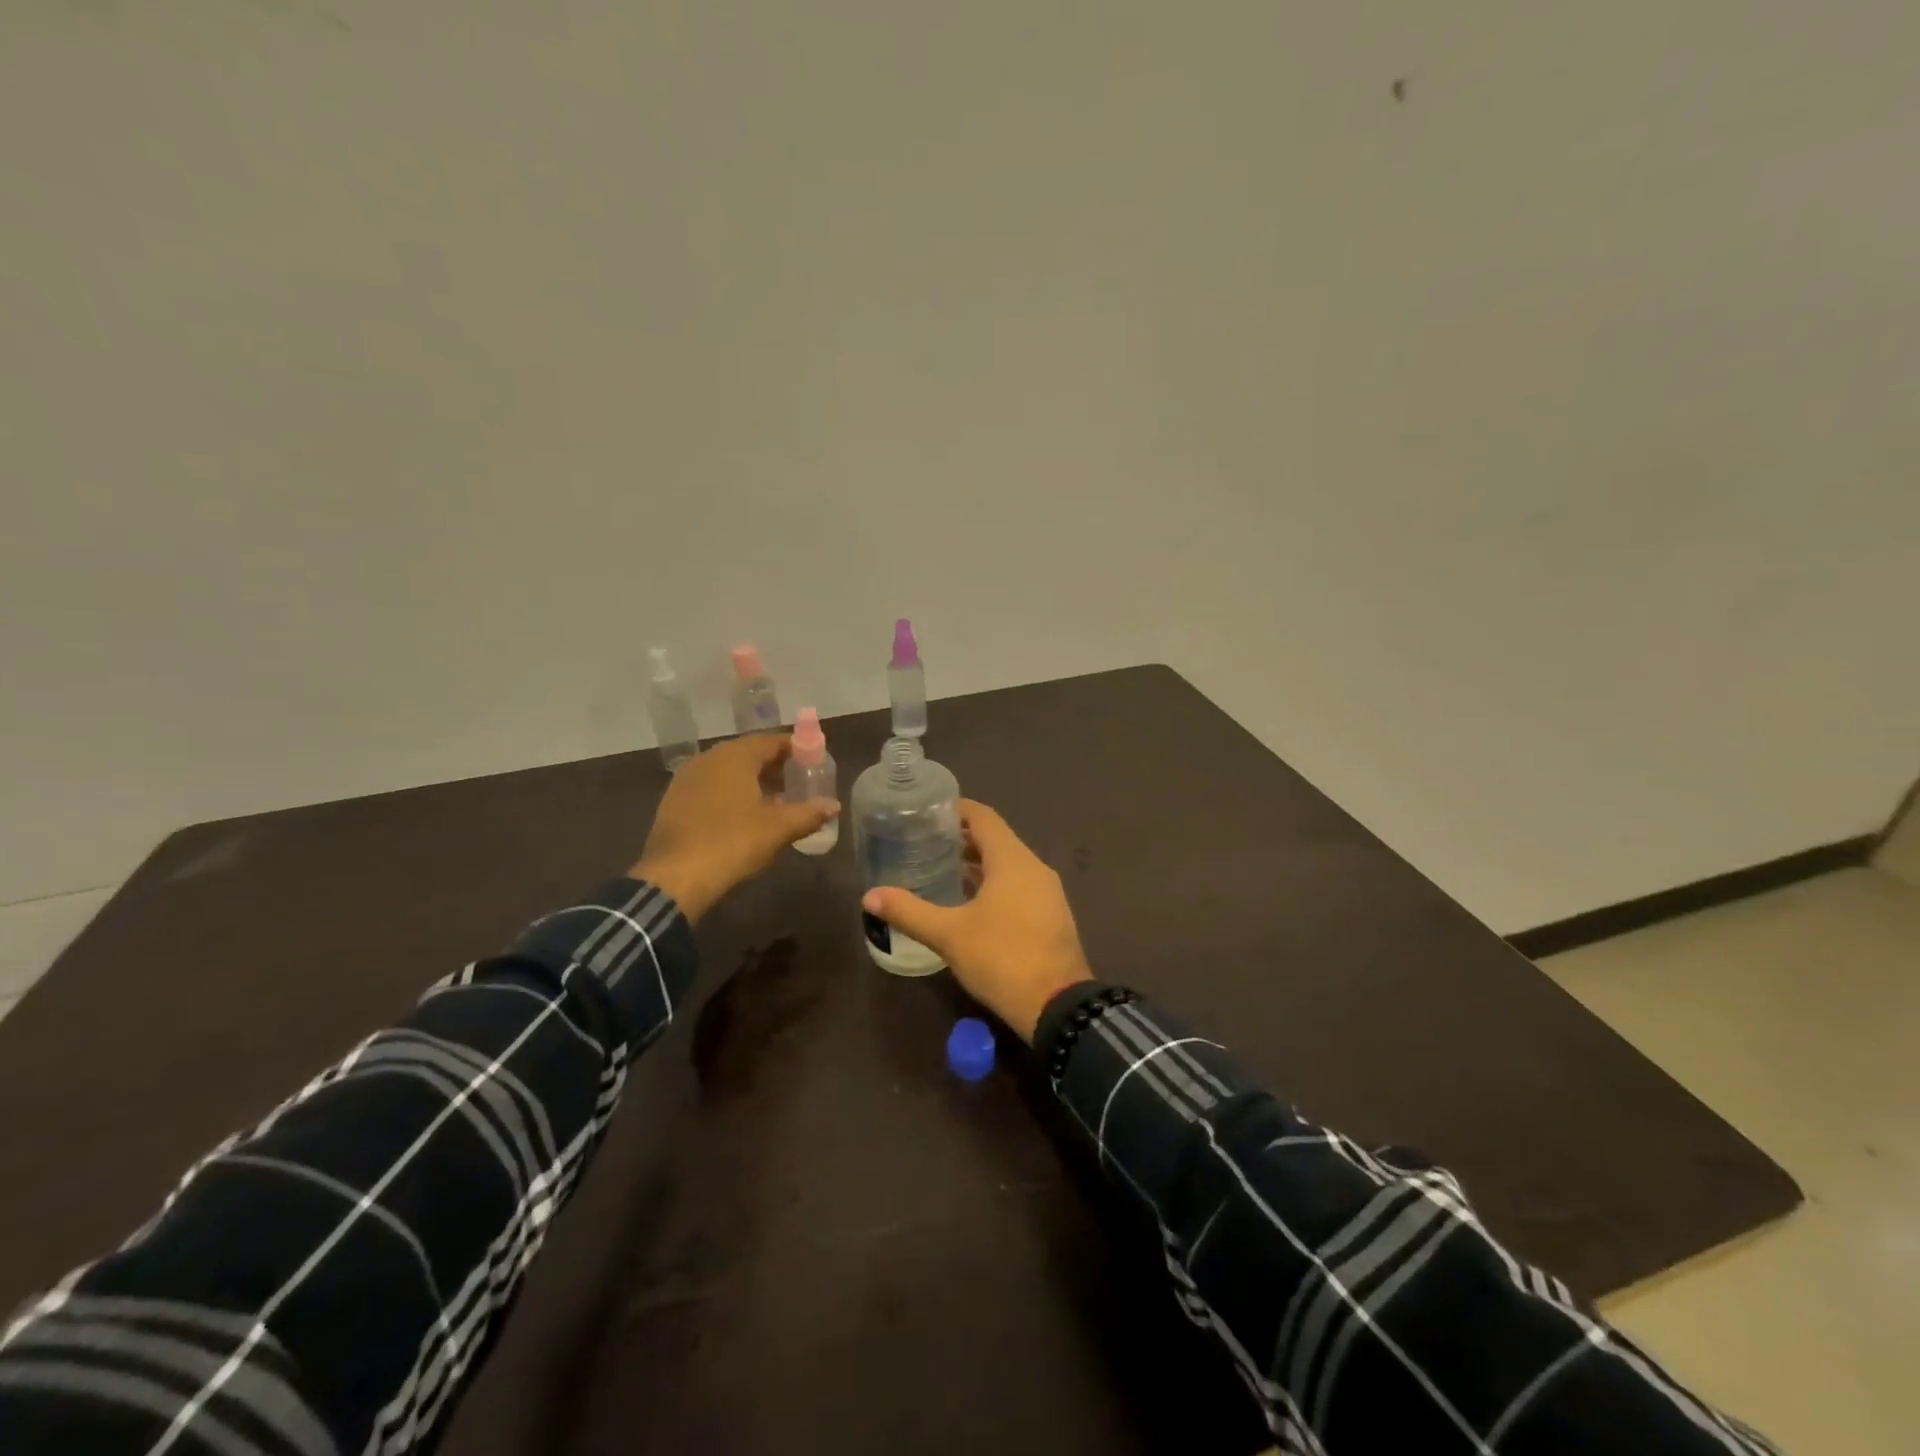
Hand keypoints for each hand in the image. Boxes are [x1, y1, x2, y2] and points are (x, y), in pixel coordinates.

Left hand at [629, 735, 838, 922]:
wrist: (675, 877)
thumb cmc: (732, 842)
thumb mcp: (778, 829)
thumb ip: (808, 813)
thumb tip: (834, 805)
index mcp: (735, 757)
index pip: (772, 741)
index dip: (796, 748)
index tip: (814, 759)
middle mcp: (708, 759)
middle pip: (748, 753)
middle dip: (775, 764)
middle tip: (798, 779)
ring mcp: (687, 779)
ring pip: (727, 770)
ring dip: (753, 779)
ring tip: (775, 799)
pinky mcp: (674, 801)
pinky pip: (711, 786)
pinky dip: (731, 792)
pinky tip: (743, 814)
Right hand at [861, 799, 1091, 1041]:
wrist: (1059, 1006)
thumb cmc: (1002, 958)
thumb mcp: (949, 935)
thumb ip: (909, 912)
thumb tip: (870, 896)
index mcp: (1013, 859)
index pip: (984, 817)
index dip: (957, 809)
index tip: (927, 812)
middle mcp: (1034, 867)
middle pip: (996, 839)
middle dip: (963, 838)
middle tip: (926, 842)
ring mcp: (1047, 892)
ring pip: (1009, 864)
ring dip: (979, 863)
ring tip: (942, 871)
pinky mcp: (1051, 915)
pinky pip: (1019, 885)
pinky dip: (994, 884)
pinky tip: (970, 904)